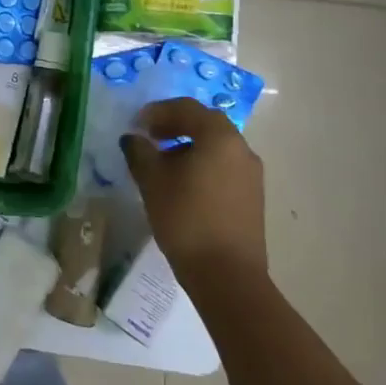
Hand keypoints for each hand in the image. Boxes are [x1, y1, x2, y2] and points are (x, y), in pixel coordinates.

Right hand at [121, 98, 266, 280]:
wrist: (227, 276)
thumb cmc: (186, 218)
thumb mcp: (152, 181)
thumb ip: (139, 151)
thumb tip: (133, 138)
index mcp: (219, 137)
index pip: (186, 108)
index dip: (158, 111)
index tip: (137, 125)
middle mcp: (241, 148)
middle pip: (205, 124)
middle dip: (175, 126)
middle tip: (149, 138)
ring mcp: (251, 174)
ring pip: (215, 146)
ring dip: (188, 146)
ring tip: (162, 164)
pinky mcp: (252, 197)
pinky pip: (223, 166)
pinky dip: (202, 164)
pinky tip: (182, 186)